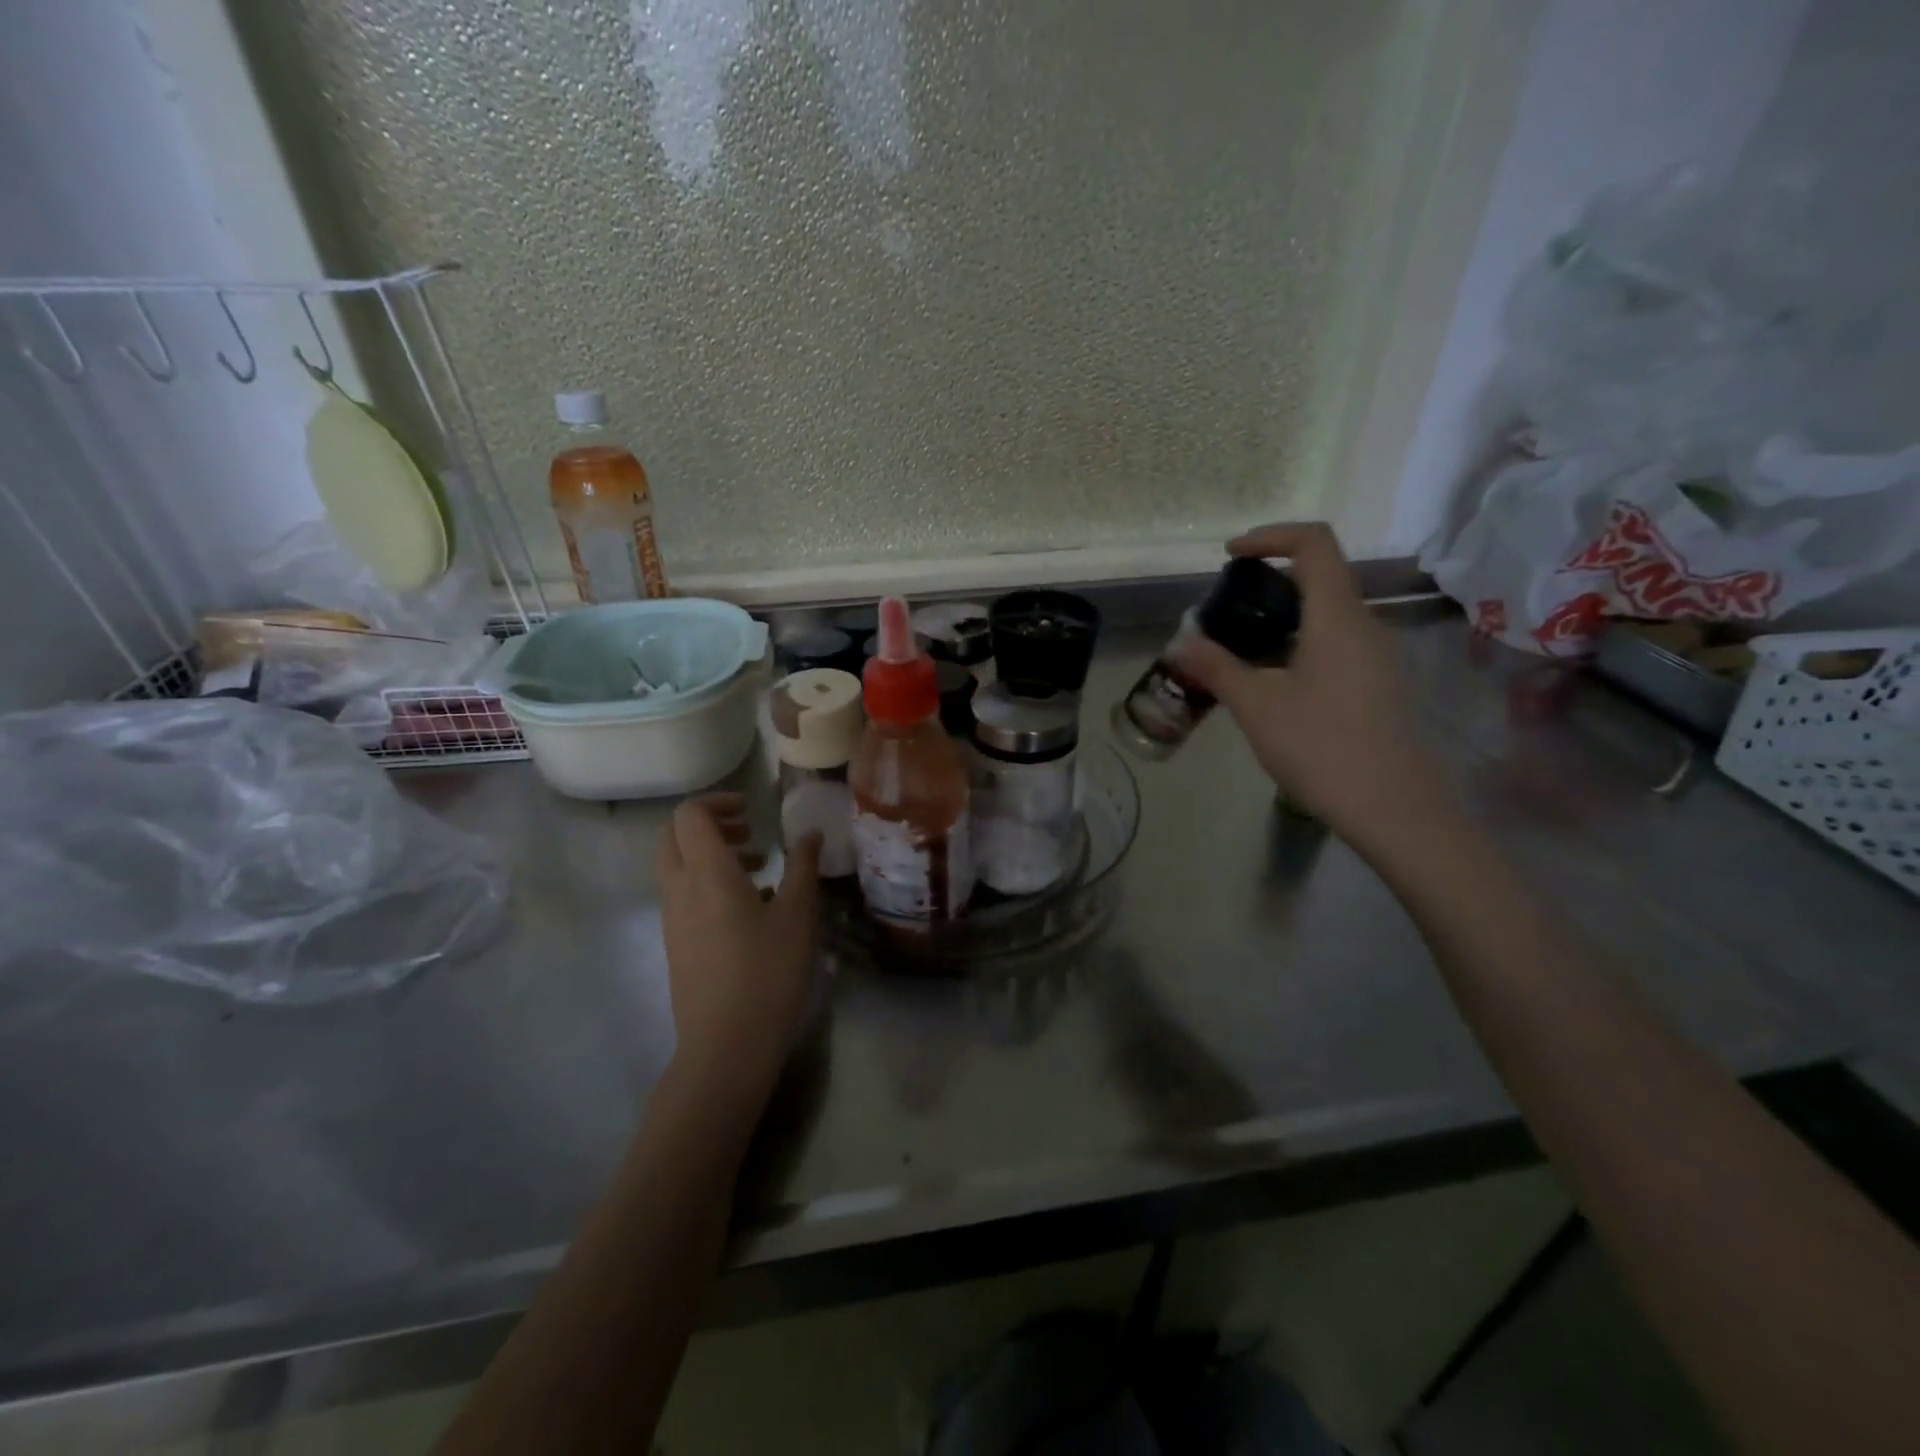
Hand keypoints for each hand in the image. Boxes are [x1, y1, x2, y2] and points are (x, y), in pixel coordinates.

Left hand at [655, 794, 820, 1112]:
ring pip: (677, 866)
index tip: (752, 810)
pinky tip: (749, 909)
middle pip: (673, 836)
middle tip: (750, 833)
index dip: (718, 802)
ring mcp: (672, 919)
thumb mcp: (799, 915)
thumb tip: (810, 834)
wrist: (726, 1046)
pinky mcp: (675, 945)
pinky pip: (683, 895)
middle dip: (709, 824)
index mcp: (707, 873)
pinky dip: (707, 883)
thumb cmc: (768, 972)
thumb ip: (804, 867)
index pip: (690, 815)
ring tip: (759, 870)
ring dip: (710, 855)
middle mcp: (680, 889)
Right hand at [1170, 522, 1447, 842]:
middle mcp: (1365, 625)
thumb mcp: (1256, 706)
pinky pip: (1337, 644)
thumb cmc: (1321, 746)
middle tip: (1226, 613)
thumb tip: (1179, 644)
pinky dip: (1300, 644)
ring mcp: (1378, 656)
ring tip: (1240, 652)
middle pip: (1321, 576)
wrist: (1393, 808)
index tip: (1231, 557)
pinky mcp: (1380, 684)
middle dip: (1269, 582)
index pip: (1314, 543)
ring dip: (1283, 618)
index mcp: (1337, 616)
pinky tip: (1274, 685)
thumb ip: (1216, 667)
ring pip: (1328, 614)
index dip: (1271, 536)